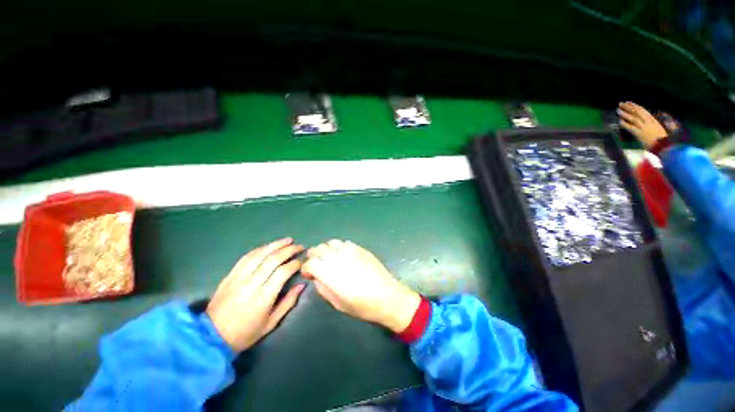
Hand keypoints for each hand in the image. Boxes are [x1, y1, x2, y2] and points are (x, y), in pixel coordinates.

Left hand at [206, 238, 304, 351]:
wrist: (211, 337)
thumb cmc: (245, 333)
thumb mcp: (271, 323)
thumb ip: (288, 302)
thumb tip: (301, 285)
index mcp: (263, 297)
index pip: (283, 272)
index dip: (295, 264)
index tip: (302, 261)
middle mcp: (251, 283)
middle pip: (273, 259)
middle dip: (289, 250)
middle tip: (299, 246)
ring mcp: (238, 278)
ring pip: (259, 254)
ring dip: (275, 245)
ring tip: (287, 240)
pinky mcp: (230, 275)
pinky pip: (246, 257)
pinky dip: (260, 249)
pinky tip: (268, 246)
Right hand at [302, 240, 420, 333]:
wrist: (387, 297)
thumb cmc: (362, 306)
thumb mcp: (338, 303)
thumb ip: (323, 288)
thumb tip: (317, 277)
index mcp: (331, 274)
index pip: (311, 263)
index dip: (306, 268)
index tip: (308, 274)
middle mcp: (339, 258)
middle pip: (320, 249)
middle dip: (314, 256)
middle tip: (316, 264)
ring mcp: (351, 251)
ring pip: (332, 243)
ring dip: (326, 249)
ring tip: (328, 258)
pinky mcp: (361, 249)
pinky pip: (345, 243)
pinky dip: (339, 247)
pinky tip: (342, 255)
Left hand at [617, 102, 668, 148]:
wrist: (664, 145)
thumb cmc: (661, 137)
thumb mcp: (657, 127)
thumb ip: (650, 122)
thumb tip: (643, 118)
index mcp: (652, 119)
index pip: (642, 110)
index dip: (635, 106)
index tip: (629, 102)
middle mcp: (647, 121)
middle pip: (636, 112)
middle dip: (628, 107)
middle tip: (621, 103)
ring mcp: (643, 127)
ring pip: (632, 118)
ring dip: (625, 114)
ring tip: (618, 110)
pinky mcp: (639, 133)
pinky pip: (630, 127)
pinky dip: (625, 124)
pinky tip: (619, 121)